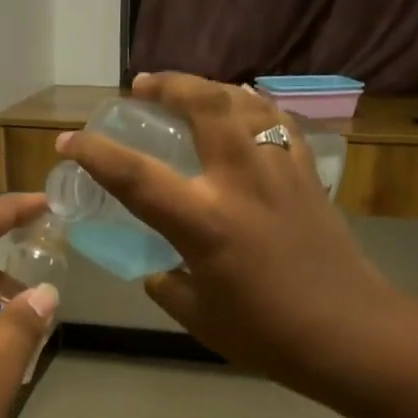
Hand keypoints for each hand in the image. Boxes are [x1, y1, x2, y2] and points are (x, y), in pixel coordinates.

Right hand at [58, 73, 390, 391]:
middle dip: (168, 85)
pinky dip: (255, 107)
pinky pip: (279, 123)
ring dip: (211, 88)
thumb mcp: (198, 316)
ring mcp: (280, 172)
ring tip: (191, 91)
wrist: (348, 332)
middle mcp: (240, 182)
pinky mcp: (308, 177)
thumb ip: (168, 285)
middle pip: (203, 106)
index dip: (95, 154)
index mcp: (204, 222)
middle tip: (143, 85)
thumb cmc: (267, 333)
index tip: (69, 140)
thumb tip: (159, 269)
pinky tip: (246, 111)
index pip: (135, 176)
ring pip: (245, 104)